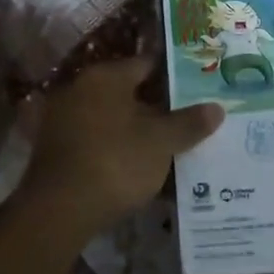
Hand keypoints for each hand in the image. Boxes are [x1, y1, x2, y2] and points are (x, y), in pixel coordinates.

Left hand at [23, 58, 223, 238]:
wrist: (58, 210)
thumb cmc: (115, 161)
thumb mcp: (161, 142)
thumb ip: (189, 123)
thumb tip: (217, 108)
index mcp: (106, 76)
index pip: (147, 64)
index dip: (174, 76)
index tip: (197, 89)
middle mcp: (80, 87)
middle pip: (128, 91)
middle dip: (156, 105)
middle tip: (187, 118)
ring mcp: (63, 118)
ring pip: (111, 117)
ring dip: (135, 129)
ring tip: (166, 145)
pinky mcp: (55, 148)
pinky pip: (96, 139)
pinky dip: (115, 147)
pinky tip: (135, 165)